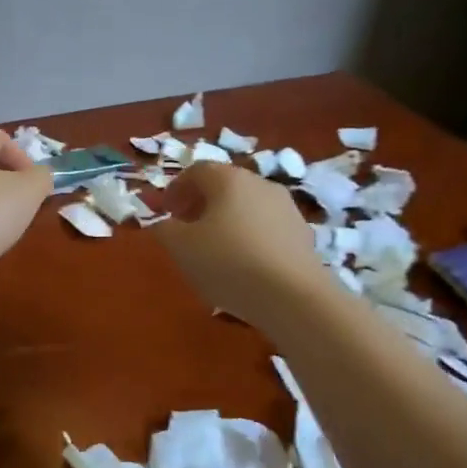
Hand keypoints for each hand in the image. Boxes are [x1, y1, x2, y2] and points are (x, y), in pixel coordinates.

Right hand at [155, 163, 328, 324]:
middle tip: (184, 228)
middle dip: (200, 204)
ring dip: (225, 221)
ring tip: (213, 250)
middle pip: (224, 186)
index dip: (175, 189)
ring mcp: (286, 209)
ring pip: (247, 207)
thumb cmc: (227, 262)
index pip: (196, 171)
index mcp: (228, 179)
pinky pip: (265, 229)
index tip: (163, 212)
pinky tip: (242, 265)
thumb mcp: (180, 247)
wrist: (293, 296)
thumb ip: (164, 230)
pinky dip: (248, 238)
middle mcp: (260, 184)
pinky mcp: (302, 235)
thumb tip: (164, 224)